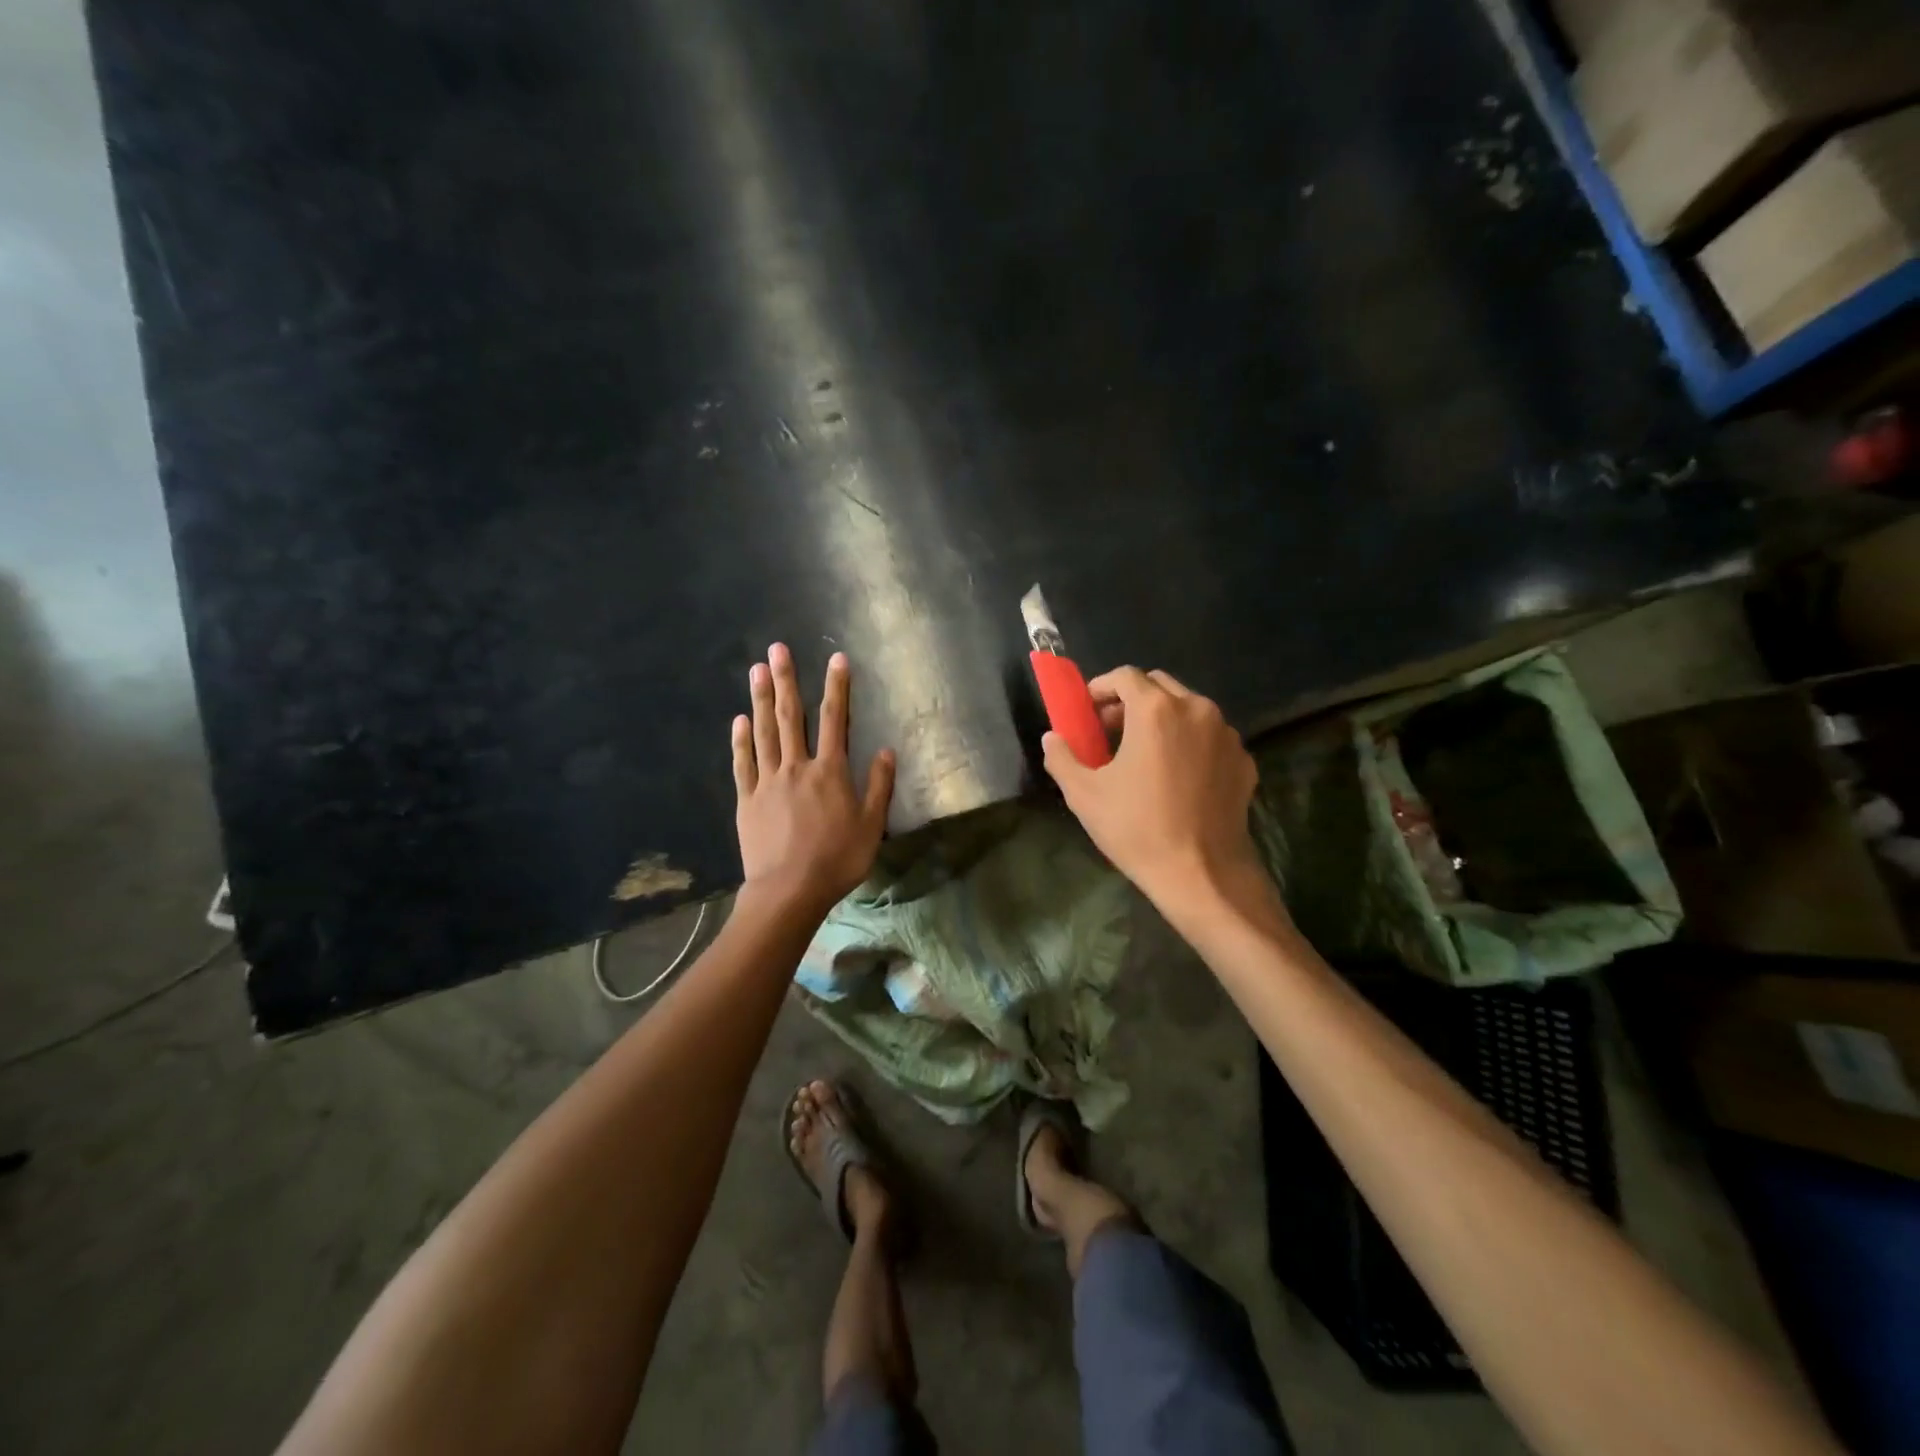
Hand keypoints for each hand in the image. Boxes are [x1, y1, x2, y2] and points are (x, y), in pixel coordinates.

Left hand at [733, 643, 894, 917]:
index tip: (837, 659)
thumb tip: (887, 751)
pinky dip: (740, 740)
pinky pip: (743, 763)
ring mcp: (768, 781)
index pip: (834, 720)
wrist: (789, 890)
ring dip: (759, 699)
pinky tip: (738, 720)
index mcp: (830, 772)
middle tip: (776, 649)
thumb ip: (879, 786)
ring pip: (763, 732)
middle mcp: (797, 767)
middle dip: (785, 680)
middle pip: (790, 716)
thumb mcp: (871, 826)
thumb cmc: (837, 860)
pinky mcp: (747, 799)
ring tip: (756, 670)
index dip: (837, 688)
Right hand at [1042, 666, 1263, 911]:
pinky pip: (1210, 737)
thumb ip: (1062, 756)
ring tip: (1143, 753)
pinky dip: (1189, 742)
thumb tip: (1053, 738)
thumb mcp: (1083, 794)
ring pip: (1188, 709)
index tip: (1087, 712)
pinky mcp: (1244, 760)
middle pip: (1159, 685)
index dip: (1101, 688)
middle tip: (1110, 730)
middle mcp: (1196, 709)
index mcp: (1156, 710)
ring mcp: (1226, 734)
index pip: (1125, 676)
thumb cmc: (1137, 828)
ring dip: (1162, 719)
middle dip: (1131, 700)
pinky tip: (1176, 775)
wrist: (1202, 874)